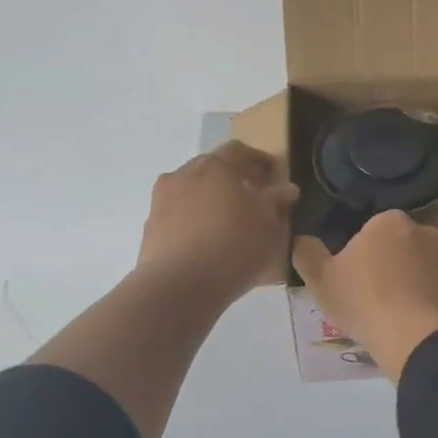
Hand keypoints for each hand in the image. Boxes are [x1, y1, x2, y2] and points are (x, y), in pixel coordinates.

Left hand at [136, 141, 297, 307]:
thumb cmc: (233, 248)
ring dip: (209, 197)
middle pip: (212, 166)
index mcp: (216, 166)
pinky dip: (192, 217)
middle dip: (232, 177)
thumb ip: (277, 202)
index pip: (239, 151)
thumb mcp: (269, 226)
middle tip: (251, 196)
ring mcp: (162, 198)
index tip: (272, 174)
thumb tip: (286, 189)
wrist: (178, 287)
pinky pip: (177, 212)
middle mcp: (185, 173)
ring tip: (226, 220)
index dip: (258, 160)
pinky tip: (205, 239)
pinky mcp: (150, 224)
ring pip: (191, 188)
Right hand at [292, 211, 437, 381]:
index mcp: (388, 222)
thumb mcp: (320, 280)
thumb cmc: (364, 303)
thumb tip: (303, 239)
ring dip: (425, 274)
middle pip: (405, 243)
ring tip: (410, 306)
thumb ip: (307, 253)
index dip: (363, 254)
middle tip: (380, 293)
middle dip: (396, 260)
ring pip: (434, 260)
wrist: (415, 337)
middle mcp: (424, 231)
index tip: (357, 279)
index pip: (372, 231)